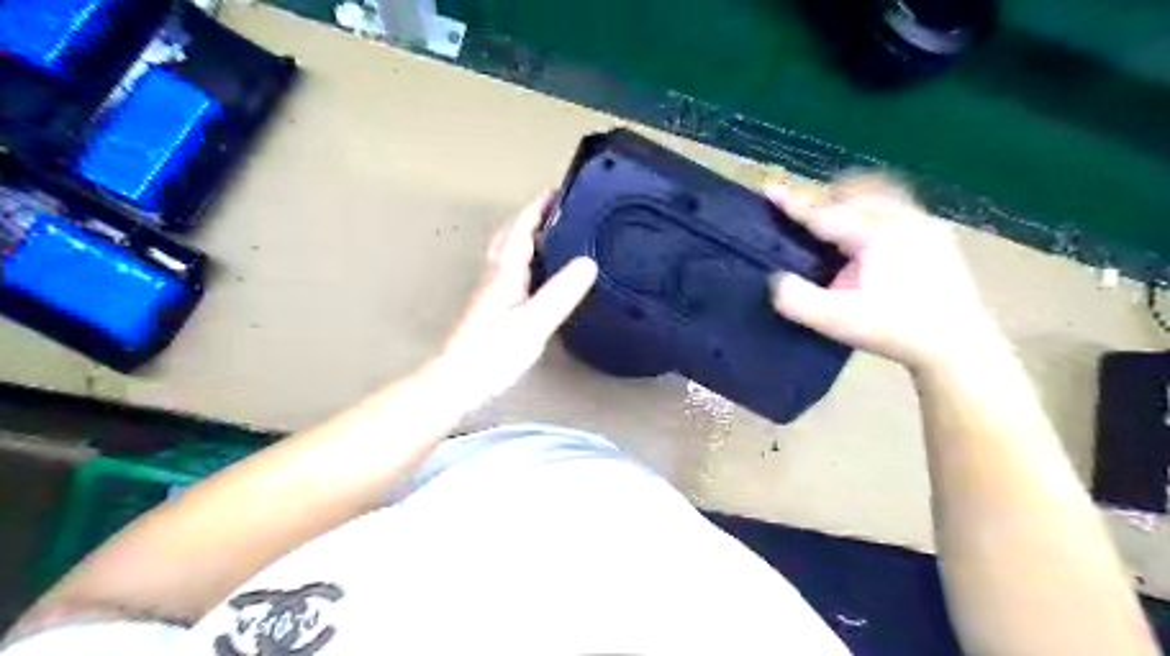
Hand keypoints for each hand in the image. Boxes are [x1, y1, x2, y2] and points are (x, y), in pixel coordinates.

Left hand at [429, 196, 597, 407]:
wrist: (457, 380)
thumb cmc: (493, 353)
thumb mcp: (533, 323)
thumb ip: (560, 293)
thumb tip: (588, 262)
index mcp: (504, 273)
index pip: (520, 230)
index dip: (537, 210)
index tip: (557, 192)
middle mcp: (494, 275)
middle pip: (508, 236)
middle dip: (529, 218)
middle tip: (555, 212)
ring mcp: (489, 291)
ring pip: (506, 253)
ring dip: (524, 236)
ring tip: (550, 236)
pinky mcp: (490, 307)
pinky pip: (508, 270)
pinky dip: (523, 259)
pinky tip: (535, 274)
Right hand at [769, 173, 1004, 370]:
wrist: (957, 345)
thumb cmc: (895, 331)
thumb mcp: (837, 321)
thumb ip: (798, 300)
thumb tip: (777, 279)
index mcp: (876, 235)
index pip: (824, 213)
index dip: (793, 202)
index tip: (768, 186)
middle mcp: (902, 219)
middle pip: (854, 193)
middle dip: (825, 197)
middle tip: (803, 211)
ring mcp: (924, 224)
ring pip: (880, 194)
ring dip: (852, 199)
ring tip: (836, 213)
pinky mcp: (937, 235)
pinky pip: (898, 205)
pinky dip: (874, 208)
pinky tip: (869, 230)